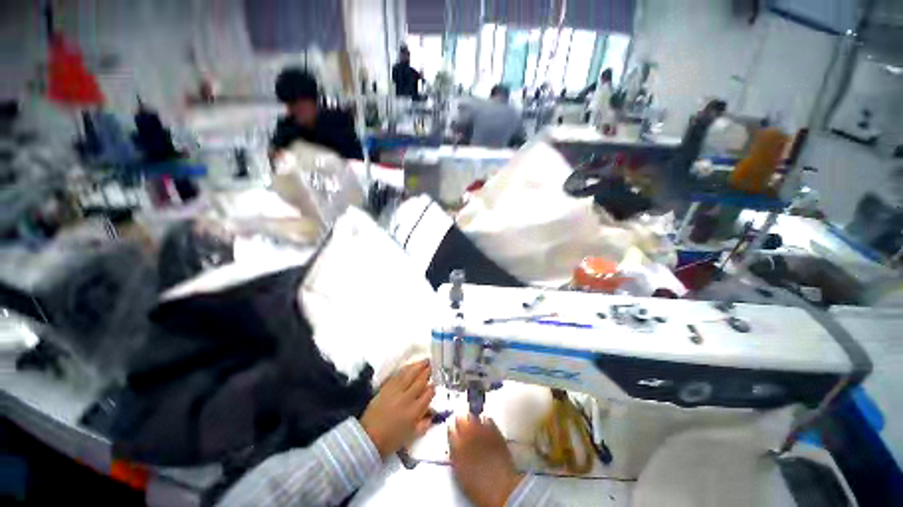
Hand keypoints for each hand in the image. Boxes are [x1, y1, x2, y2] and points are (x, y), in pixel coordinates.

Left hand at [360, 359, 434, 457]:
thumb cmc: (390, 440)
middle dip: (427, 373)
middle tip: (432, 366)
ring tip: (425, 360)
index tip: (434, 384)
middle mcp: (407, 398)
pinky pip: (399, 374)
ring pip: (410, 374)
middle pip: (420, 382)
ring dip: (418, 366)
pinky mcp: (386, 387)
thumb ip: (423, 425)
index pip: (427, 394)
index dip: (432, 388)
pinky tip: (410, 365)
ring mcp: (396, 391)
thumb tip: (432, 415)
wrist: (367, 437)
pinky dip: (406, 368)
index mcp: (414, 411)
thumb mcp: (410, 436)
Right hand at [448, 415, 523, 506]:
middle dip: (462, 422)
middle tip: (463, 424)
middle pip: (461, 420)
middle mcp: (468, 434)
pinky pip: (488, 419)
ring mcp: (482, 430)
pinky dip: (485, 421)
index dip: (453, 431)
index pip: (451, 431)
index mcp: (457, 447)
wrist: (502, 488)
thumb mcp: (461, 473)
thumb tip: (455, 447)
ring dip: (473, 420)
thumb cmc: (479, 486)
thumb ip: (456, 456)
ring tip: (474, 424)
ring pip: (474, 417)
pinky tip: (486, 426)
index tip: (454, 431)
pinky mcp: (496, 430)